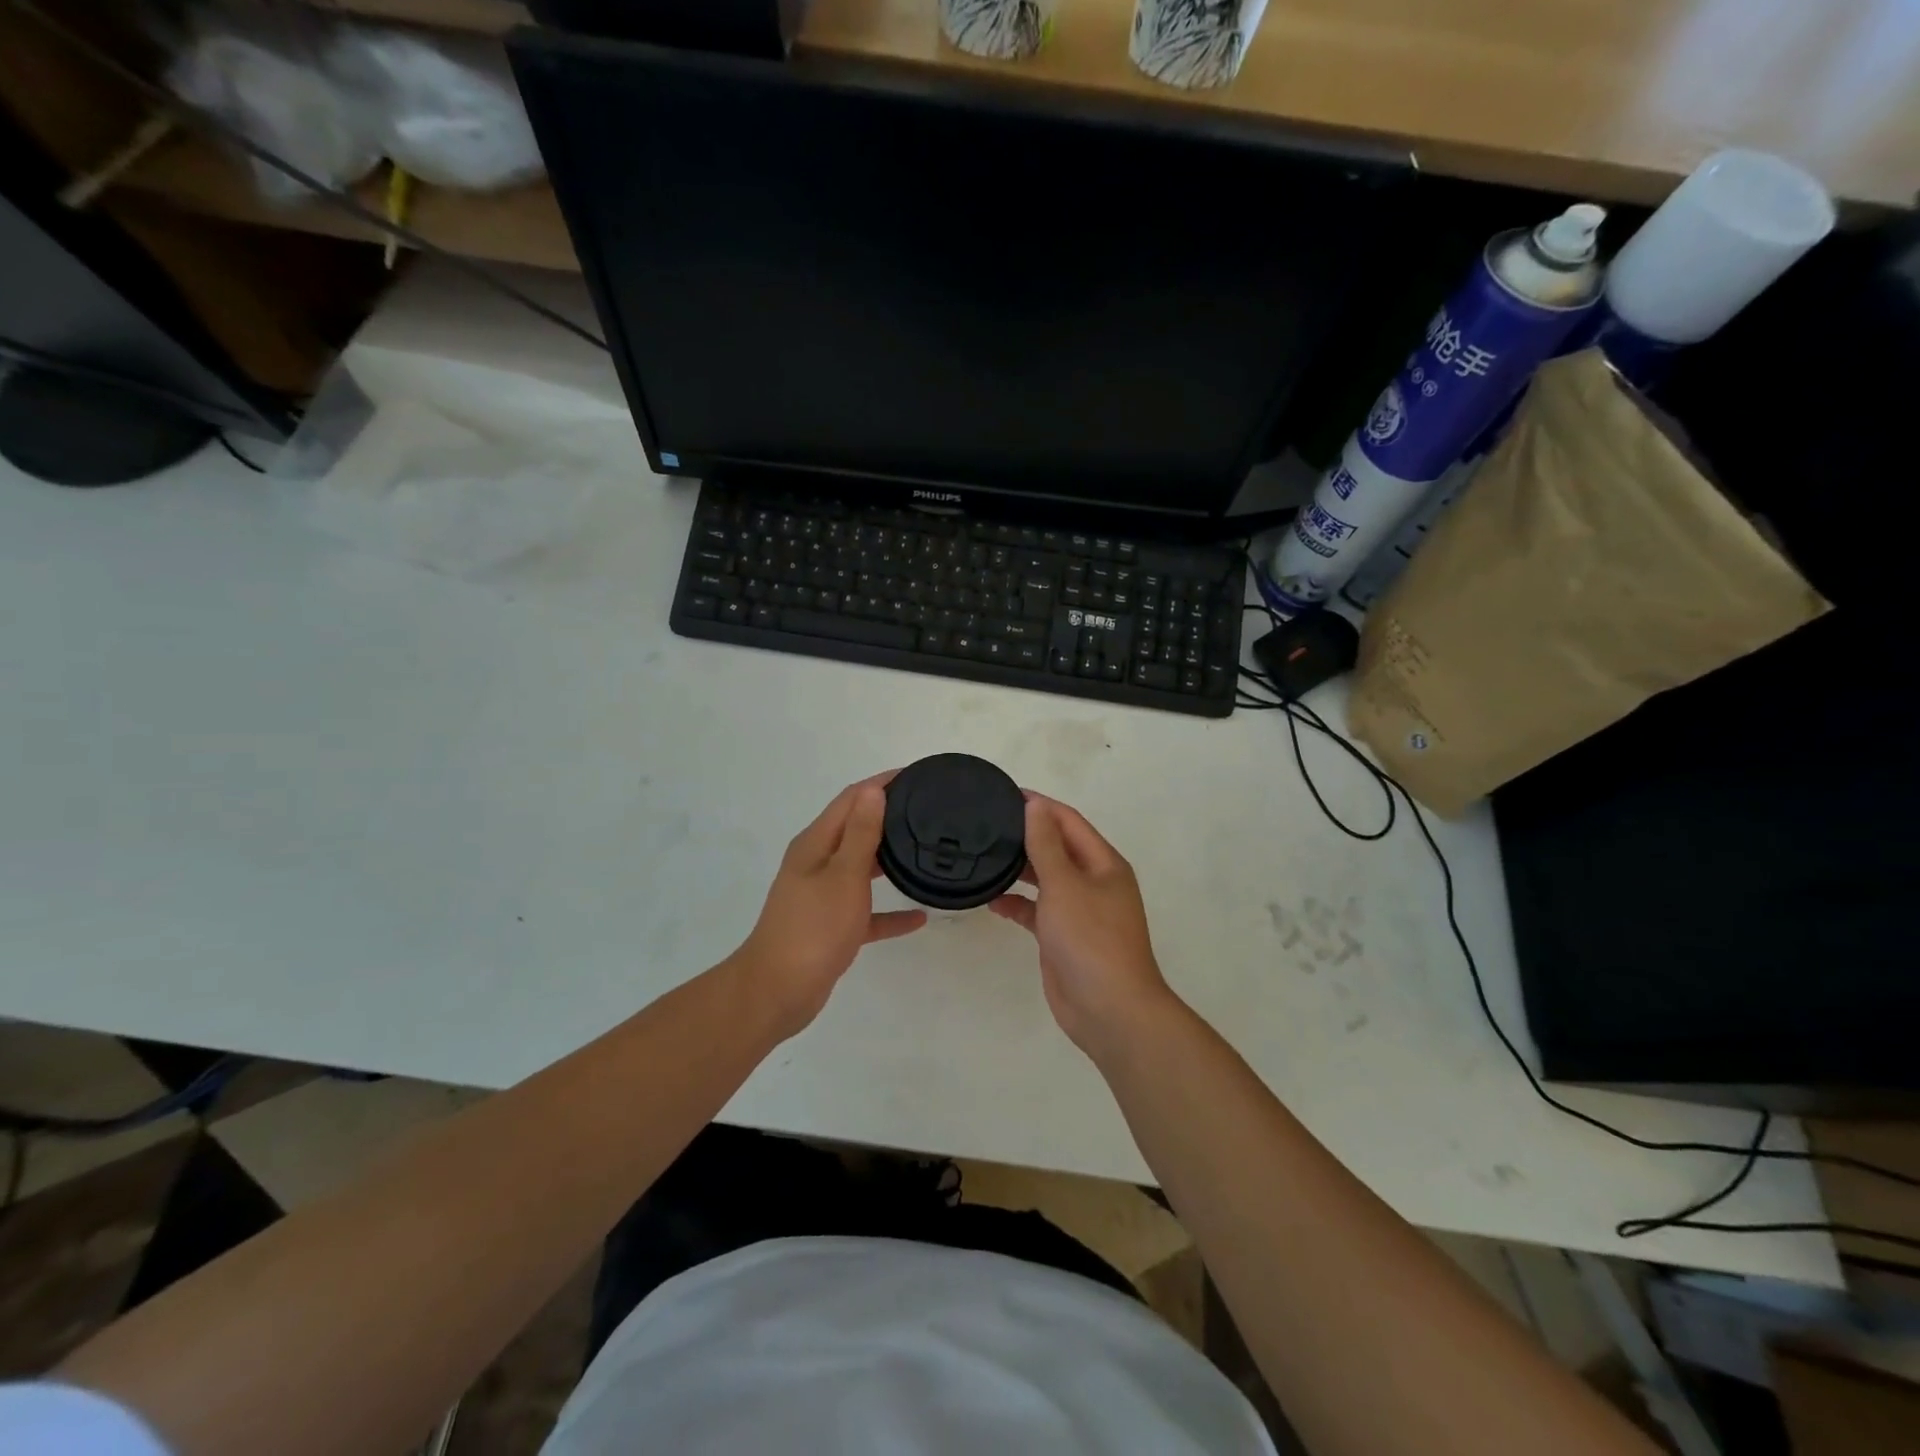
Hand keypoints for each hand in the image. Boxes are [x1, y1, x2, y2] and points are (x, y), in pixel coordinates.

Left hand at [730, 773, 927, 1036]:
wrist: (778, 992)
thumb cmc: (813, 928)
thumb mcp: (843, 876)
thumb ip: (860, 833)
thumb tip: (873, 790)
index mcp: (815, 844)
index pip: (850, 799)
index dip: (880, 784)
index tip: (915, 776)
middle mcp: (816, 863)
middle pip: (855, 829)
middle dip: (887, 817)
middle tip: (927, 812)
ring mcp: (822, 896)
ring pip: (861, 868)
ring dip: (888, 860)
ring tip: (925, 852)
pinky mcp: (830, 927)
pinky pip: (866, 911)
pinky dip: (888, 911)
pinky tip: (919, 917)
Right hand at [989, 794, 1177, 1057]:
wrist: (1109, 1010)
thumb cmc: (1090, 939)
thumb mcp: (1064, 884)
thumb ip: (1046, 845)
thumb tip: (1036, 806)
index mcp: (1103, 864)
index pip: (1069, 822)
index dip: (1040, 806)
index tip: (1005, 794)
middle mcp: (1094, 883)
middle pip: (1058, 848)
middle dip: (1027, 836)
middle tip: (987, 824)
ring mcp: (1080, 912)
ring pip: (1046, 880)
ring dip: (1020, 869)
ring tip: (984, 856)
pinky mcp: (1064, 938)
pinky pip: (1038, 911)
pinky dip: (1018, 904)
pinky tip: (992, 901)